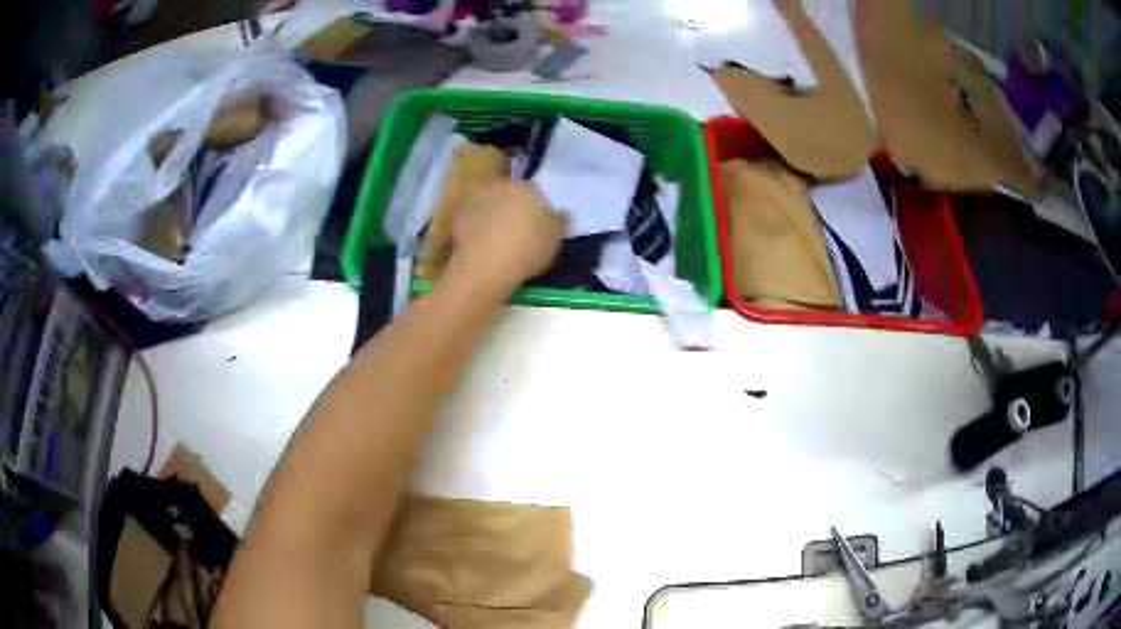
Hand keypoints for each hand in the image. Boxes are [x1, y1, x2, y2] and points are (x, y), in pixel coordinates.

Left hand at [449, 181, 564, 291]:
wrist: (486, 265)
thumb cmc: (528, 249)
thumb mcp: (555, 238)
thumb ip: (559, 221)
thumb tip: (563, 212)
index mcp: (527, 187)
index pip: (534, 192)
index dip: (535, 208)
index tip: (535, 224)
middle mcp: (500, 185)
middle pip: (508, 193)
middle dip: (511, 206)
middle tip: (514, 230)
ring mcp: (476, 198)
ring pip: (487, 203)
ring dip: (490, 214)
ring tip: (494, 237)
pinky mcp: (456, 215)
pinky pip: (470, 218)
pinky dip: (474, 227)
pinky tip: (478, 243)